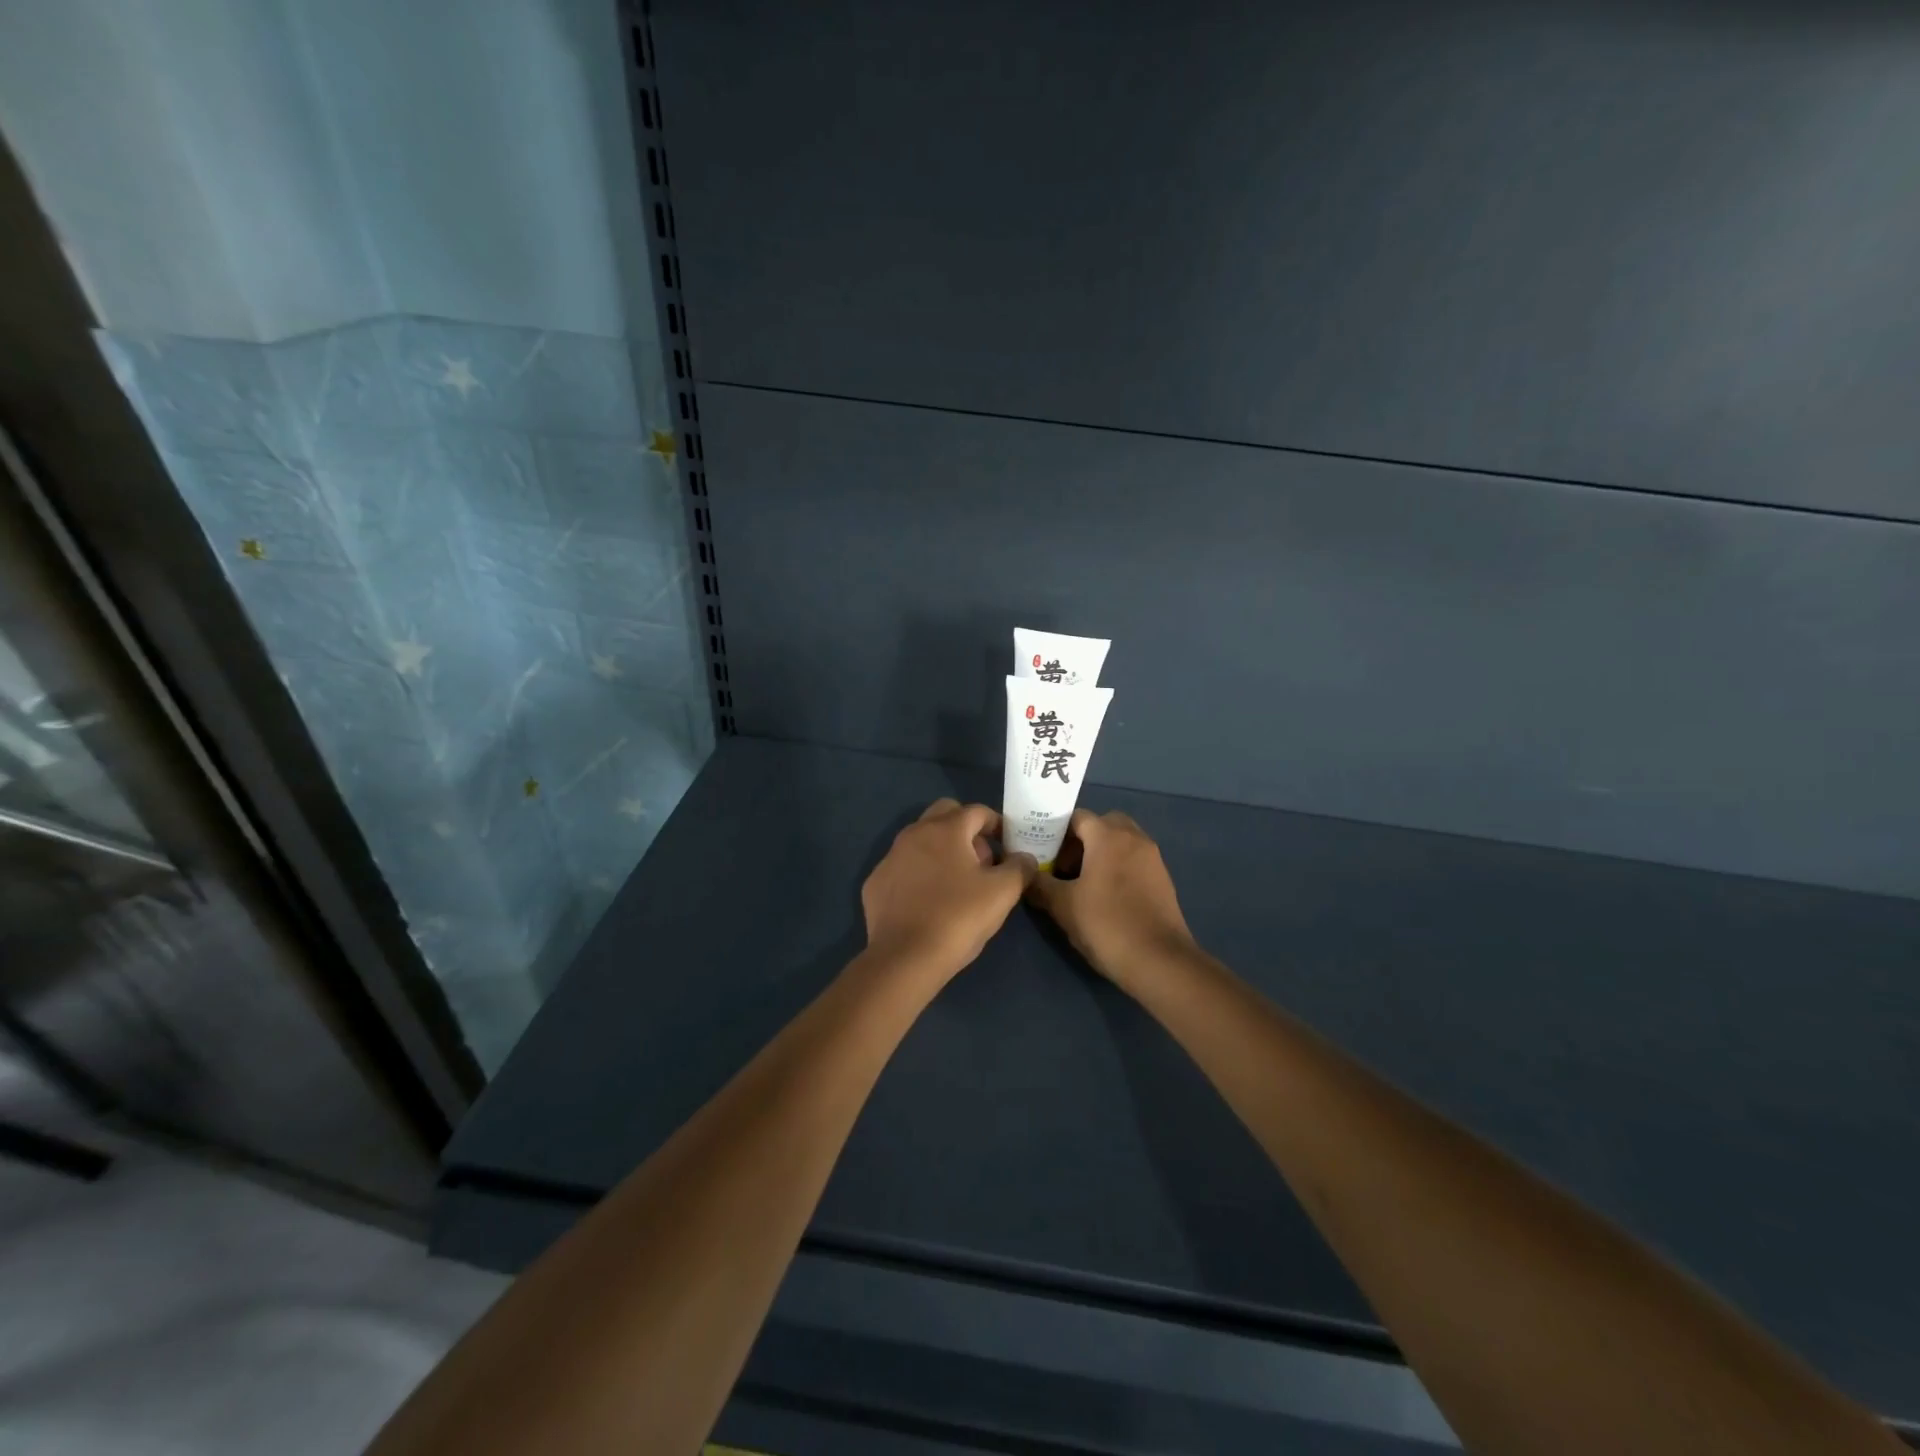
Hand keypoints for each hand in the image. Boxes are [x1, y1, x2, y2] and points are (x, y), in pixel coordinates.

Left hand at [861, 799, 1037, 980]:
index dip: (996, 824)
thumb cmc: (958, 918)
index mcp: (945, 829)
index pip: (976, 811)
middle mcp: (913, 834)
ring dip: (942, 851)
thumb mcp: (1003, 893)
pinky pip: (904, 867)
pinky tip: (928, 902)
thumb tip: (1024, 858)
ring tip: (957, 884)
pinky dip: (919, 874)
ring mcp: (890, 857)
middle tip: (982, 861)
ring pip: (921, 840)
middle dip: (966, 830)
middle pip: (944, 815)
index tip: (1007, 845)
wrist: (904, 958)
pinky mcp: (875, 882)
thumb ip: (1019, 868)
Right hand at [1027, 809, 1197, 989]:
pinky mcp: (1163, 879)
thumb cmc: (1106, 925)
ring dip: (1101, 853)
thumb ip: (1040, 884)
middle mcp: (1134, 838)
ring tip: (1082, 884)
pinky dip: (1118, 867)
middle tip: (1064, 866)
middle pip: (1102, 824)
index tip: (1041, 853)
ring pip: (1121, 842)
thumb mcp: (1063, 906)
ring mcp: (1153, 858)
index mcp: (1108, 836)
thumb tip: (1025, 874)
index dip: (1055, 832)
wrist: (1160, 962)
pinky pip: (1134, 860)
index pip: (1077, 817)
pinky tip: (1105, 897)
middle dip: (1081, 840)